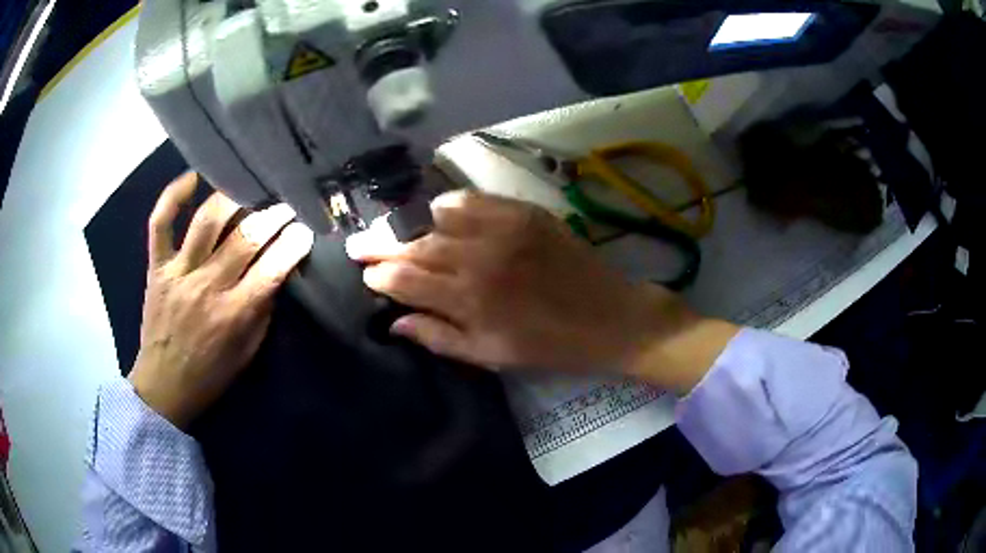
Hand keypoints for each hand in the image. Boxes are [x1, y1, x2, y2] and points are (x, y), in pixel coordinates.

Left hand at [128, 173, 313, 427]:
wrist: (164, 385)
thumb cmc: (210, 373)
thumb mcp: (247, 351)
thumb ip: (262, 309)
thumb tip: (277, 271)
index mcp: (233, 314)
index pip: (271, 269)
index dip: (293, 245)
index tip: (306, 231)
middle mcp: (206, 286)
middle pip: (244, 239)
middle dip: (273, 217)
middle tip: (286, 206)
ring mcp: (178, 272)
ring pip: (206, 221)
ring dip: (233, 200)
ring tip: (249, 191)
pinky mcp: (157, 266)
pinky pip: (160, 223)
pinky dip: (173, 196)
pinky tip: (193, 178)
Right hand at [346, 191, 737, 390]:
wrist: (609, 316)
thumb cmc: (548, 345)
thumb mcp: (489, 355)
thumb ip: (437, 337)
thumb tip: (394, 322)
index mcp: (468, 300)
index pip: (404, 279)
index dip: (379, 275)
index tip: (366, 274)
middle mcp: (477, 257)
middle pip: (413, 244)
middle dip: (380, 245)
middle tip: (360, 243)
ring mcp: (500, 228)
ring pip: (435, 218)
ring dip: (411, 226)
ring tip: (398, 232)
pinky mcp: (521, 211)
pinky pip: (469, 199)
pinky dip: (447, 206)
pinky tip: (440, 215)